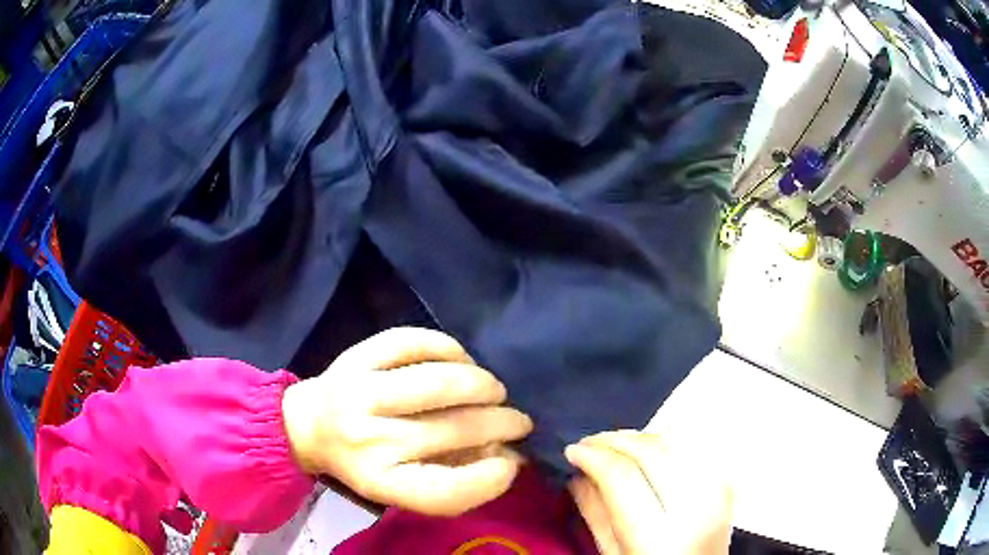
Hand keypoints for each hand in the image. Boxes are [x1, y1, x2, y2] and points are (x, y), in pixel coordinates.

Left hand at [281, 327, 532, 516]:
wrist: (310, 425)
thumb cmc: (365, 461)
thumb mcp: (403, 483)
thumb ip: (454, 476)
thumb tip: (509, 455)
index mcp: (379, 480)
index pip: (443, 491)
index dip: (488, 479)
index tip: (512, 462)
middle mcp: (367, 440)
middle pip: (453, 430)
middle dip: (502, 423)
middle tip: (519, 421)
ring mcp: (358, 392)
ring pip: (439, 382)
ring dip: (482, 385)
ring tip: (494, 390)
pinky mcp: (356, 355)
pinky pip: (414, 342)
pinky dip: (450, 349)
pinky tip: (461, 361)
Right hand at [566, 431, 732, 554]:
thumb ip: (596, 514)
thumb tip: (578, 472)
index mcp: (659, 536)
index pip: (621, 476)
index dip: (593, 456)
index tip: (572, 450)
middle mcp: (694, 506)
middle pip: (650, 451)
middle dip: (613, 440)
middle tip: (588, 443)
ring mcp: (717, 489)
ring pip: (673, 440)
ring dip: (637, 437)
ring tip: (613, 445)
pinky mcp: (726, 480)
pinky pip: (691, 446)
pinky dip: (663, 442)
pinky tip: (645, 451)